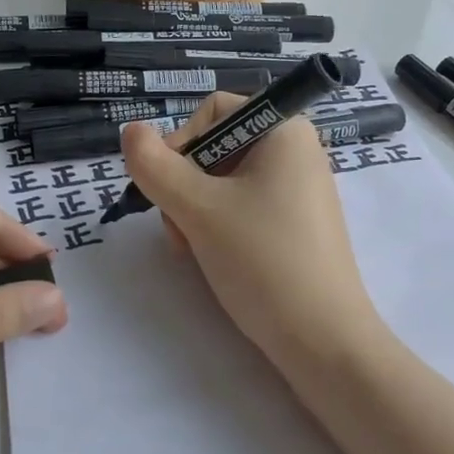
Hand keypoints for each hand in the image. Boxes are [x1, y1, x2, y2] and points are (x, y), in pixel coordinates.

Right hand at [120, 95, 379, 368]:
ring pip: (222, 182)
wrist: (324, 342)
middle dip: (184, 185)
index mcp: (284, 130)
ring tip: (194, 249)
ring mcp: (297, 189)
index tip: (168, 188)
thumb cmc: (263, 261)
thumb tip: (130, 130)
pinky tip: (214, 258)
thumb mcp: (199, 209)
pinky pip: (243, 207)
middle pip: (215, 147)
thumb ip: (155, 166)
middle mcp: (295, 151)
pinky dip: (218, 226)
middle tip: (180, 228)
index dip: (181, 143)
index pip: (213, 111)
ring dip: (194, 210)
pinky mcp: (295, 224)